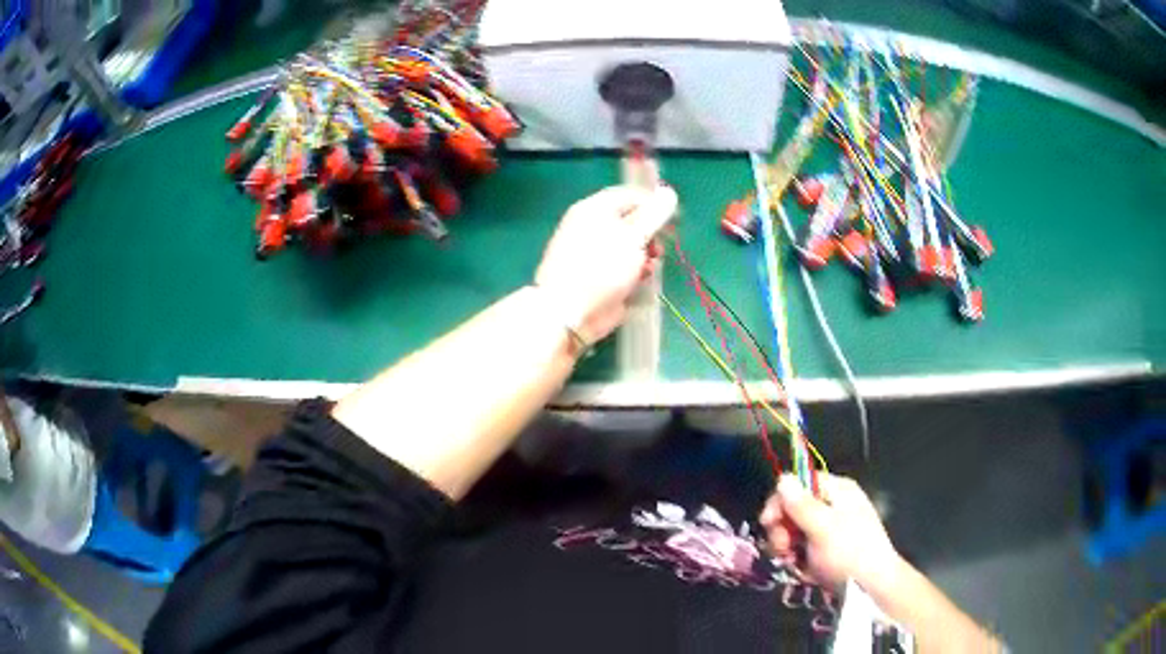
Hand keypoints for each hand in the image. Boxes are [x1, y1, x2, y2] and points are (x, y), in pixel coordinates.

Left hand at [534, 185, 676, 345]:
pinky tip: (642, 279)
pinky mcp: (600, 276)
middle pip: (631, 221)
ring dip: (646, 255)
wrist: (570, 312)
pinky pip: (624, 267)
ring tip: (650, 266)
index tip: (673, 218)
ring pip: (630, 246)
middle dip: (651, 234)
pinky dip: (636, 271)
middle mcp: (593, 227)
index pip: (629, 195)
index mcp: (594, 209)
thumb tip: (668, 192)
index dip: (653, 204)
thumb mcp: (633, 236)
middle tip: (661, 246)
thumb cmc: (601, 267)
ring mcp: (596, 253)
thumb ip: (653, 215)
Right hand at [760, 474, 900, 591]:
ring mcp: (829, 529)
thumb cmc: (849, 553)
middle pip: (793, 508)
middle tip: (783, 550)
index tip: (767, 523)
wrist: (872, 587)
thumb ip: (800, 505)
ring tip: (794, 563)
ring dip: (787, 548)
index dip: (780, 500)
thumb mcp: (823, 528)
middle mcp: (833, 505)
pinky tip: (803, 570)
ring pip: (794, 531)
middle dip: (783, 530)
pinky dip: (798, 560)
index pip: (799, 483)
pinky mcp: (826, 550)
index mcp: (837, 490)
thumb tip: (783, 477)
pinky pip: (802, 549)